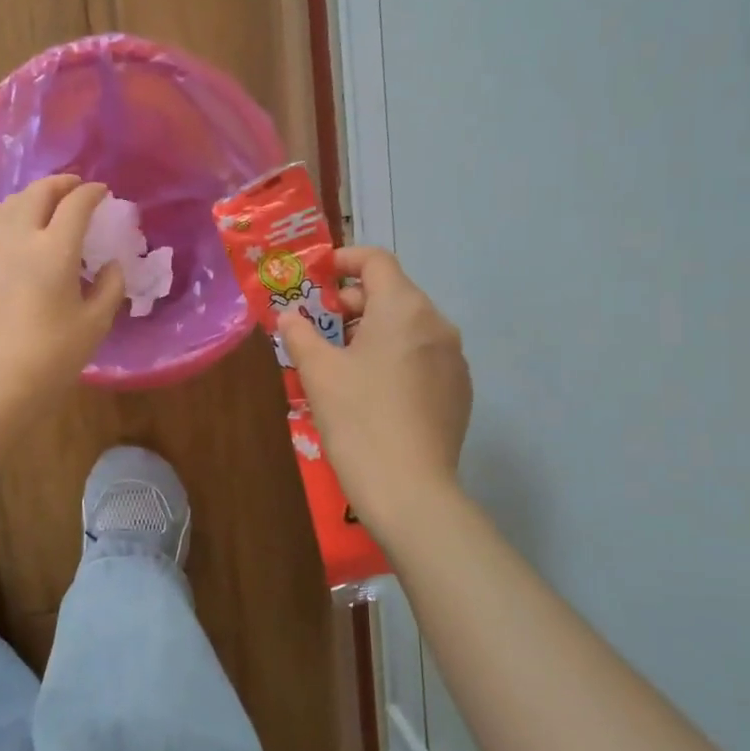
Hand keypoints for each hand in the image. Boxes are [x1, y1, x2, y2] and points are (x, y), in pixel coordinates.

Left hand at [0, 175, 126, 427]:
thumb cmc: (51, 358)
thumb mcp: (94, 325)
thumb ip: (109, 287)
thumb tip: (111, 266)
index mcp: (53, 249)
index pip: (75, 204)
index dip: (92, 193)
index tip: (103, 192)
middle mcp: (17, 238)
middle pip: (36, 194)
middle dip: (59, 184)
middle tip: (74, 187)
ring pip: (8, 206)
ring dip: (31, 197)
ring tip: (45, 204)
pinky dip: (10, 218)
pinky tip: (16, 234)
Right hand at [279, 246, 470, 532]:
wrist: (410, 490)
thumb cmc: (358, 420)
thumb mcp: (318, 372)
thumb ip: (300, 333)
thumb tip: (289, 316)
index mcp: (404, 308)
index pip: (376, 261)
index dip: (344, 260)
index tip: (318, 277)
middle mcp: (437, 324)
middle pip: (393, 293)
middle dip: (353, 302)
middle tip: (320, 327)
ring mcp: (454, 358)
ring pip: (409, 327)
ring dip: (374, 331)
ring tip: (342, 361)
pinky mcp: (459, 390)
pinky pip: (423, 356)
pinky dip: (396, 356)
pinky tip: (374, 390)